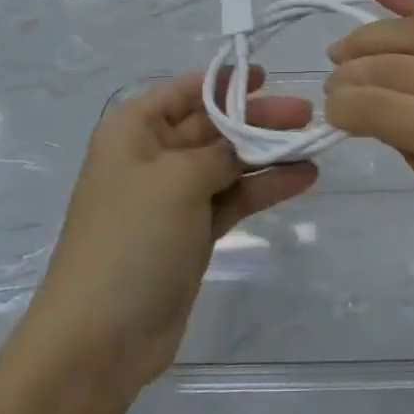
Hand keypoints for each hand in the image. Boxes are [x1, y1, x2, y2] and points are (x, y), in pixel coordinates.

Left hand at [22, 68, 316, 395]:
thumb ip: (219, 152)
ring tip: (313, 143)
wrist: (101, 337)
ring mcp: (174, 197)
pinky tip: (303, 177)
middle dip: (256, 118)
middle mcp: (153, 156)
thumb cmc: (131, 238)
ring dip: (267, 152)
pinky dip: (264, 187)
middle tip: (304, 114)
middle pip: (212, 125)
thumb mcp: (177, 180)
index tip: (264, 76)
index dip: (223, 81)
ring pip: (228, 162)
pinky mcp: (193, 232)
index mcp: (134, 131)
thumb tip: (243, 143)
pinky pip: (233, 197)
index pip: (183, 91)